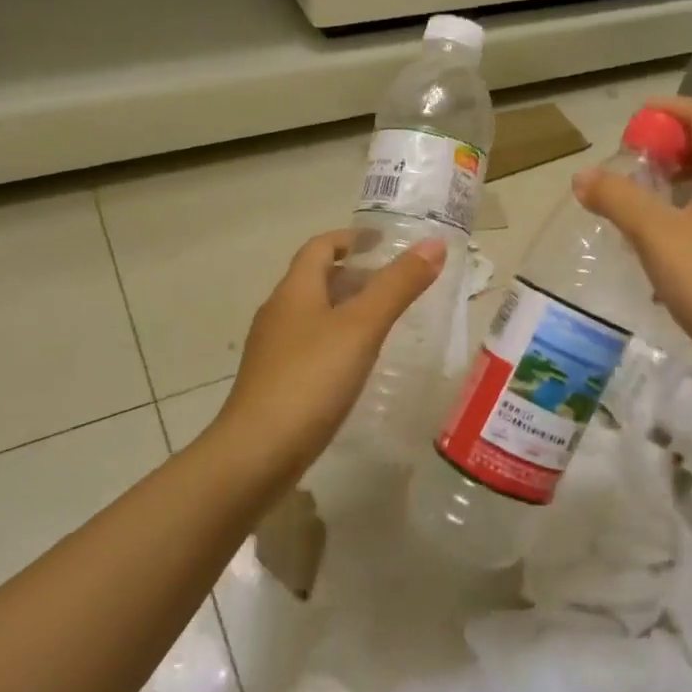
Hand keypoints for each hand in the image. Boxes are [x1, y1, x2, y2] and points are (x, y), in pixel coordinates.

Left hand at [214, 230, 447, 471]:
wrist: (257, 453)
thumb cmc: (311, 380)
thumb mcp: (362, 327)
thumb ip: (398, 285)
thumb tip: (434, 244)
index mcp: (295, 291)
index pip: (320, 247)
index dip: (351, 238)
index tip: (383, 241)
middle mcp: (279, 313)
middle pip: (317, 280)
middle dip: (355, 275)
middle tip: (396, 284)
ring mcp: (274, 350)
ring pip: (315, 315)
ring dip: (348, 309)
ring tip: (385, 321)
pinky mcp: (276, 382)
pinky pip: (312, 346)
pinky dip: (339, 340)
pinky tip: (359, 363)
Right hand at [572, 96, 691, 382]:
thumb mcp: (656, 235)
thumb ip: (618, 199)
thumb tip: (583, 176)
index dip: (672, 109)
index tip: (637, 117)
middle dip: (671, 148)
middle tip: (633, 164)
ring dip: (679, 184)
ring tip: (641, 204)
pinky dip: (691, 214)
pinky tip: (664, 248)